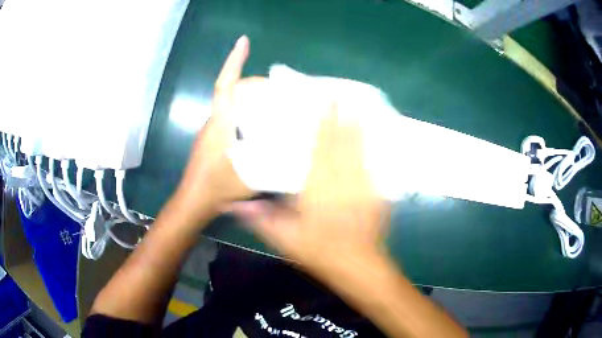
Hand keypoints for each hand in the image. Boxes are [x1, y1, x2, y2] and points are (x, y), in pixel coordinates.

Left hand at [174, 35, 260, 220]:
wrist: (194, 201)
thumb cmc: (218, 189)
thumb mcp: (251, 176)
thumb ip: (274, 161)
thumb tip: (297, 146)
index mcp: (221, 123)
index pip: (226, 85)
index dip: (233, 62)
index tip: (243, 41)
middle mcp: (214, 121)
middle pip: (233, 91)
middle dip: (253, 82)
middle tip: (278, 88)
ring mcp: (212, 130)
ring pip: (232, 104)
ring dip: (250, 98)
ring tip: (274, 104)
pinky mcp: (213, 139)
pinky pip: (231, 117)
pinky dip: (245, 113)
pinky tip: (260, 126)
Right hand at [231, 105, 390, 274]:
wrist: (356, 265)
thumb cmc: (319, 252)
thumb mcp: (284, 239)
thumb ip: (260, 218)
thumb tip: (234, 203)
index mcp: (319, 188)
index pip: (322, 148)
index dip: (325, 122)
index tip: (326, 100)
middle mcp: (343, 181)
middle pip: (345, 142)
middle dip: (345, 116)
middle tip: (344, 94)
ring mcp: (363, 186)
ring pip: (361, 149)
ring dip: (359, 127)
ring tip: (360, 105)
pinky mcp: (376, 194)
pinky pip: (373, 164)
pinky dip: (371, 148)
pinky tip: (372, 136)